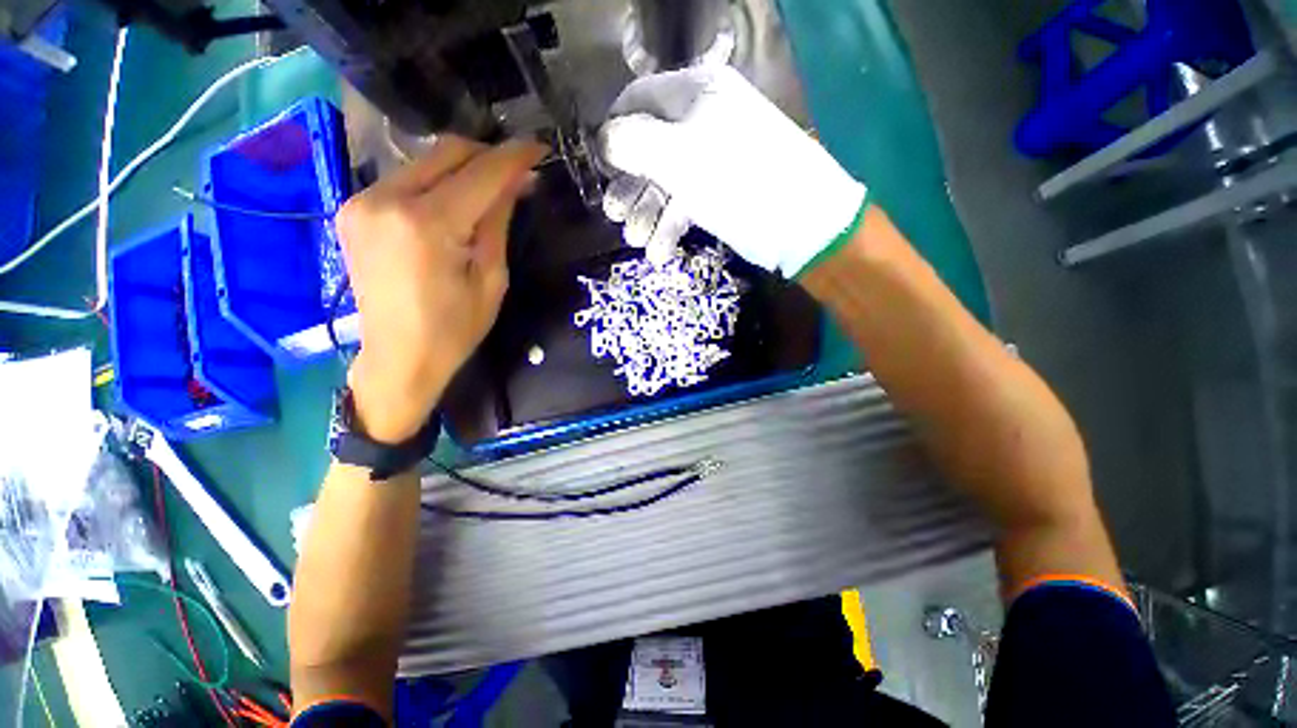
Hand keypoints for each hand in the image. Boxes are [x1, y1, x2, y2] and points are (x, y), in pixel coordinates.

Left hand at [336, 136, 546, 442]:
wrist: (398, 358)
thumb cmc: (454, 329)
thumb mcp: (491, 279)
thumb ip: (498, 222)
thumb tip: (517, 183)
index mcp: (427, 225)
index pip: (480, 173)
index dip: (514, 157)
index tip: (539, 149)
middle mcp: (387, 200)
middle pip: (446, 151)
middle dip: (488, 155)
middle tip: (519, 172)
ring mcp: (363, 200)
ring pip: (424, 160)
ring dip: (463, 168)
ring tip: (491, 190)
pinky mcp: (354, 208)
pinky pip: (405, 178)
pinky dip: (437, 181)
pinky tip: (456, 203)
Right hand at [600, 65, 867, 275]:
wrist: (798, 223)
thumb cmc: (736, 180)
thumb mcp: (679, 156)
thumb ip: (634, 142)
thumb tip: (603, 140)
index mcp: (695, 95)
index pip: (639, 99)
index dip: (614, 130)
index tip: (598, 164)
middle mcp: (702, 123)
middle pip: (649, 148)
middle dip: (629, 184)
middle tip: (613, 215)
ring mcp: (711, 162)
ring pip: (665, 183)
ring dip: (647, 213)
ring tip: (635, 240)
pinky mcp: (718, 195)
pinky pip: (684, 205)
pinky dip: (669, 228)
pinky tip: (658, 252)